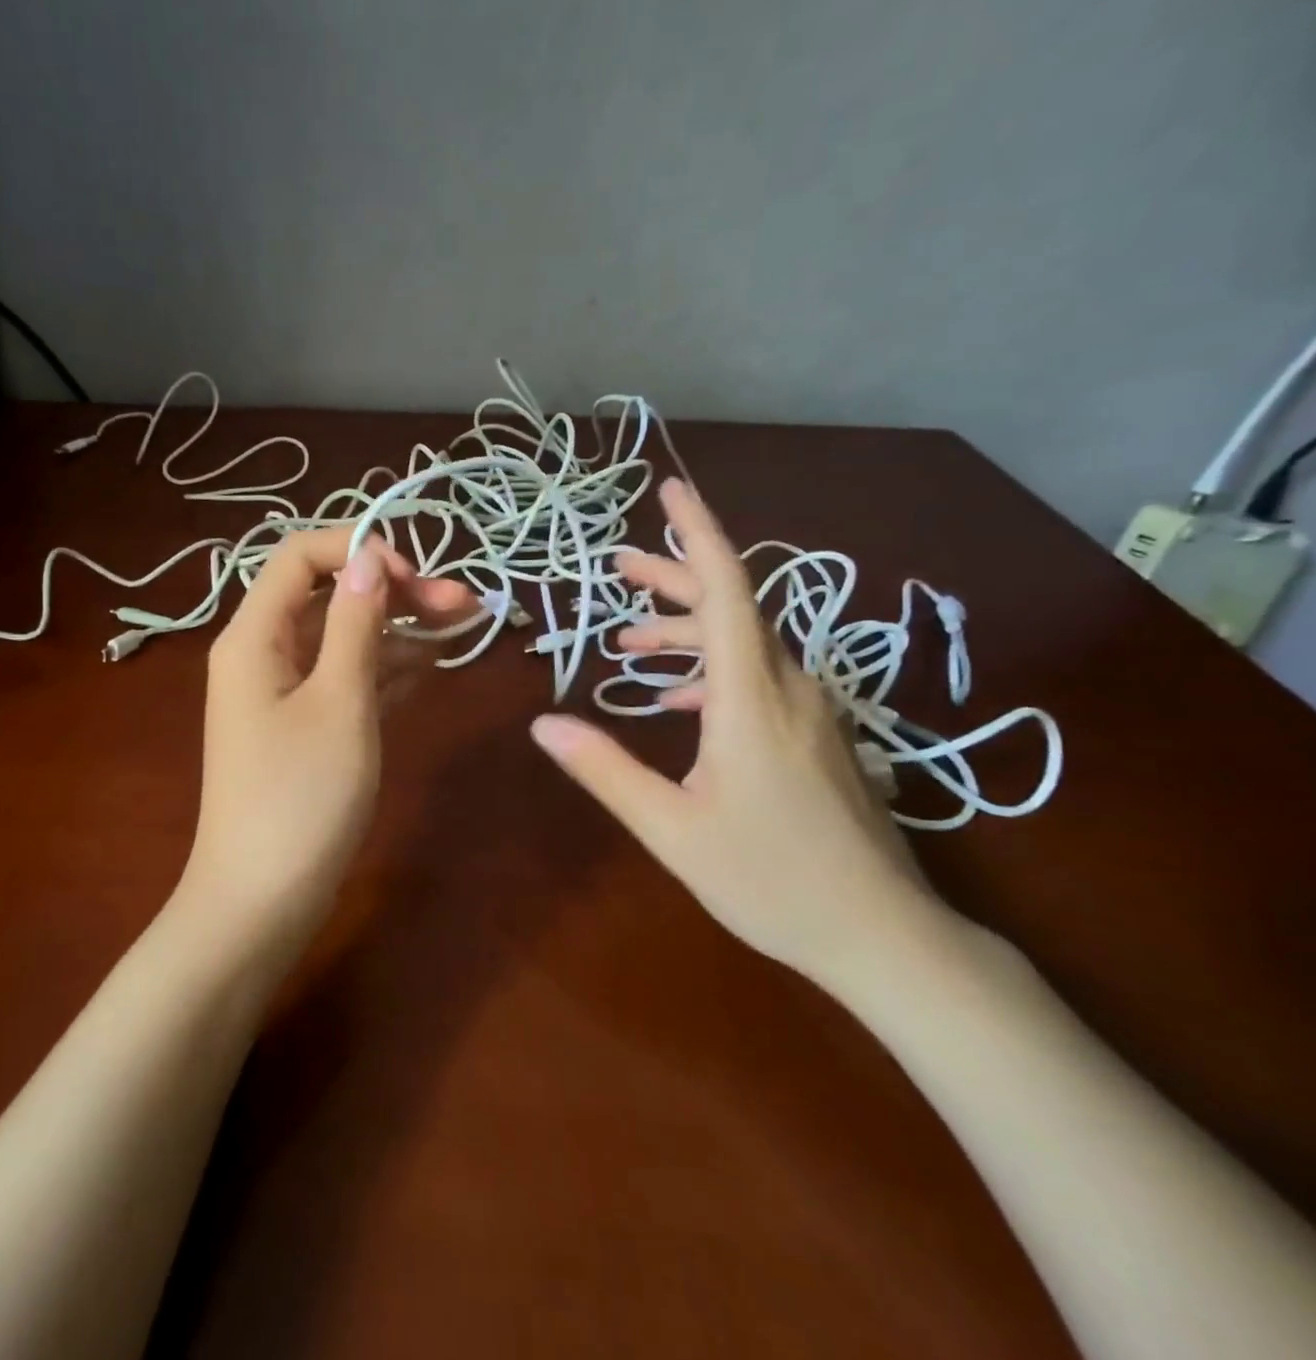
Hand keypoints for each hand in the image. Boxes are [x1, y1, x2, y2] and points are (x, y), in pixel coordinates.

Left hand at [182, 529, 470, 946]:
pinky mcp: (304, 727)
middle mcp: (263, 653)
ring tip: (465, 627)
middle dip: (393, 590)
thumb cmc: (299, 797)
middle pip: (327, 596)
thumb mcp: (339, 702)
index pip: (300, 556)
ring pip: (343, 638)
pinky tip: (433, 663)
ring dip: (399, 629)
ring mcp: (283, 692)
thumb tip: (370, 559)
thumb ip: (355, 624)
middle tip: (463, 604)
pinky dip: (386, 667)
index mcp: (254, 636)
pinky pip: (346, 678)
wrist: (261, 901)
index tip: (415, 575)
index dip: (358, 549)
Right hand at [529, 479, 943, 987]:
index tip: (671, 490)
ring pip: (746, 644)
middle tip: (619, 566)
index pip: (727, 591)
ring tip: (631, 640)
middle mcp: (789, 689)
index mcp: (752, 699)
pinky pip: (760, 679)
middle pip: (733, 608)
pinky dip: (712, 672)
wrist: (885, 936)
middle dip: (675, 578)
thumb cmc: (771, 880)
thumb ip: (605, 770)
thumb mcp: (670, 829)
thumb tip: (542, 725)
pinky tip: (678, 701)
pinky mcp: (819, 737)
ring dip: (688, 631)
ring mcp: (812, 713)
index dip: (699, 533)